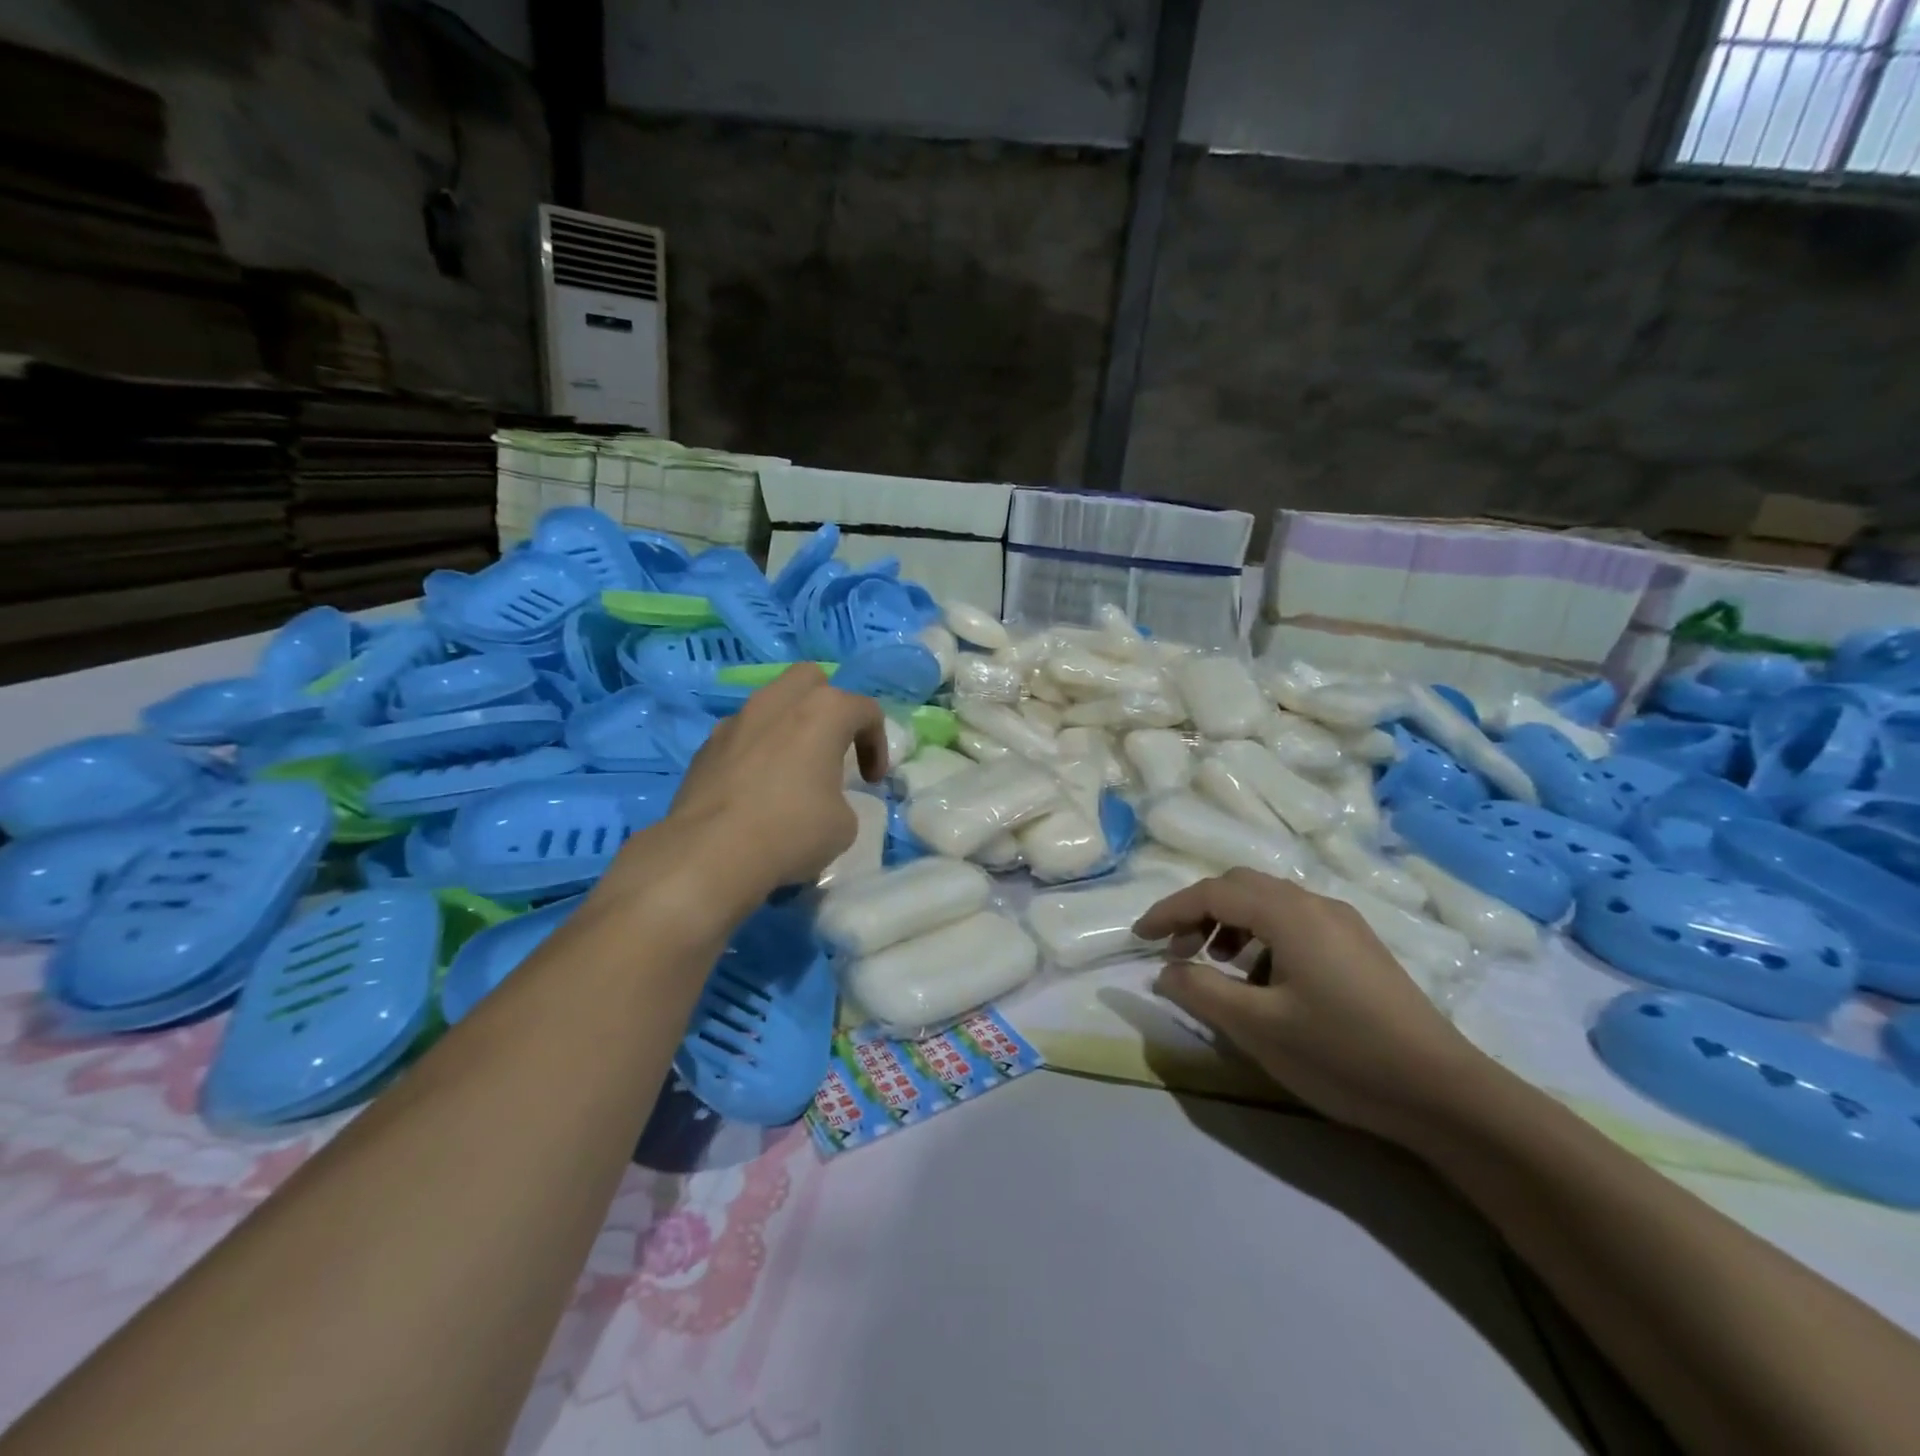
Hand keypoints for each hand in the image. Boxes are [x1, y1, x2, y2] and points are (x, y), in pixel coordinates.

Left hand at [655, 664, 887, 894]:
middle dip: (827, 705)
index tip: (872, 781)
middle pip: (811, 679)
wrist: (710, 853)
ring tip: (791, 769)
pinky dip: (755, 751)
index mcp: (823, 711)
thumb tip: (822, 801)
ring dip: (787, 726)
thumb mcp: (843, 824)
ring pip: (770, 703)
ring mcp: (736, 720)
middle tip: (832, 746)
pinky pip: (741, 735)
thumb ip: (841, 799)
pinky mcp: (705, 746)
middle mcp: (777, 702)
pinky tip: (755, 790)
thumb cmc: (792, 831)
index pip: (865, 710)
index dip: (877, 745)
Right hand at [1135, 869, 1491, 1145]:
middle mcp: (1315, 904)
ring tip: (1216, 966)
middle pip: (1240, 887)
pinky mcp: (1359, 947)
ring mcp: (1343, 924)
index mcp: (1288, 913)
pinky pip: (1294, 923)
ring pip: (1269, 903)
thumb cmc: (1341, 1054)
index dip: (1169, 910)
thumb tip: (1165, 970)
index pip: (1212, 893)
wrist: (1445, 1094)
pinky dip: (1261, 937)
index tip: (1139, 936)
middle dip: (1199, 913)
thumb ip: (1200, 990)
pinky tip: (1262, 980)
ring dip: (1230, 924)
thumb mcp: (1257, 1027)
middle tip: (1176, 951)